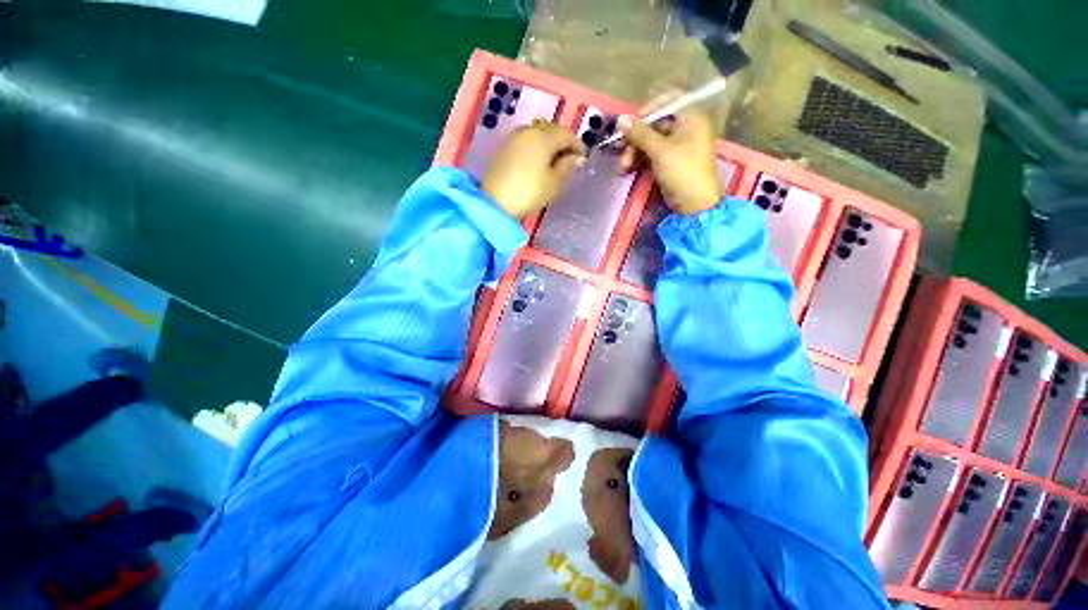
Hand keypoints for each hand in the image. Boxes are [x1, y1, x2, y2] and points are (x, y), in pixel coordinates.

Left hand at [483, 120, 586, 218]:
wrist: (495, 202)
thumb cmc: (529, 193)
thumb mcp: (554, 183)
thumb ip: (567, 166)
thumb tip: (577, 157)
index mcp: (543, 137)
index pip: (566, 134)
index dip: (578, 145)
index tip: (583, 158)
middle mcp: (528, 131)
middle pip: (551, 131)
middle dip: (563, 143)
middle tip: (569, 161)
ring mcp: (513, 137)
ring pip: (537, 135)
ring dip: (549, 145)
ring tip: (554, 163)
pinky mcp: (504, 147)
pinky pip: (526, 142)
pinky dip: (536, 148)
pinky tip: (538, 163)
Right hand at [617, 111, 722, 214]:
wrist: (694, 204)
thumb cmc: (683, 171)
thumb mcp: (660, 150)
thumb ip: (640, 133)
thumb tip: (620, 119)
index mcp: (690, 118)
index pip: (665, 103)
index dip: (645, 112)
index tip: (628, 125)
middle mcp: (685, 128)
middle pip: (654, 125)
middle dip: (635, 139)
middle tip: (620, 152)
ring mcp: (677, 146)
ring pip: (650, 142)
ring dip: (634, 152)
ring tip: (622, 167)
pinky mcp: (670, 162)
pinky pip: (651, 155)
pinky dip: (639, 161)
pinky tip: (627, 169)